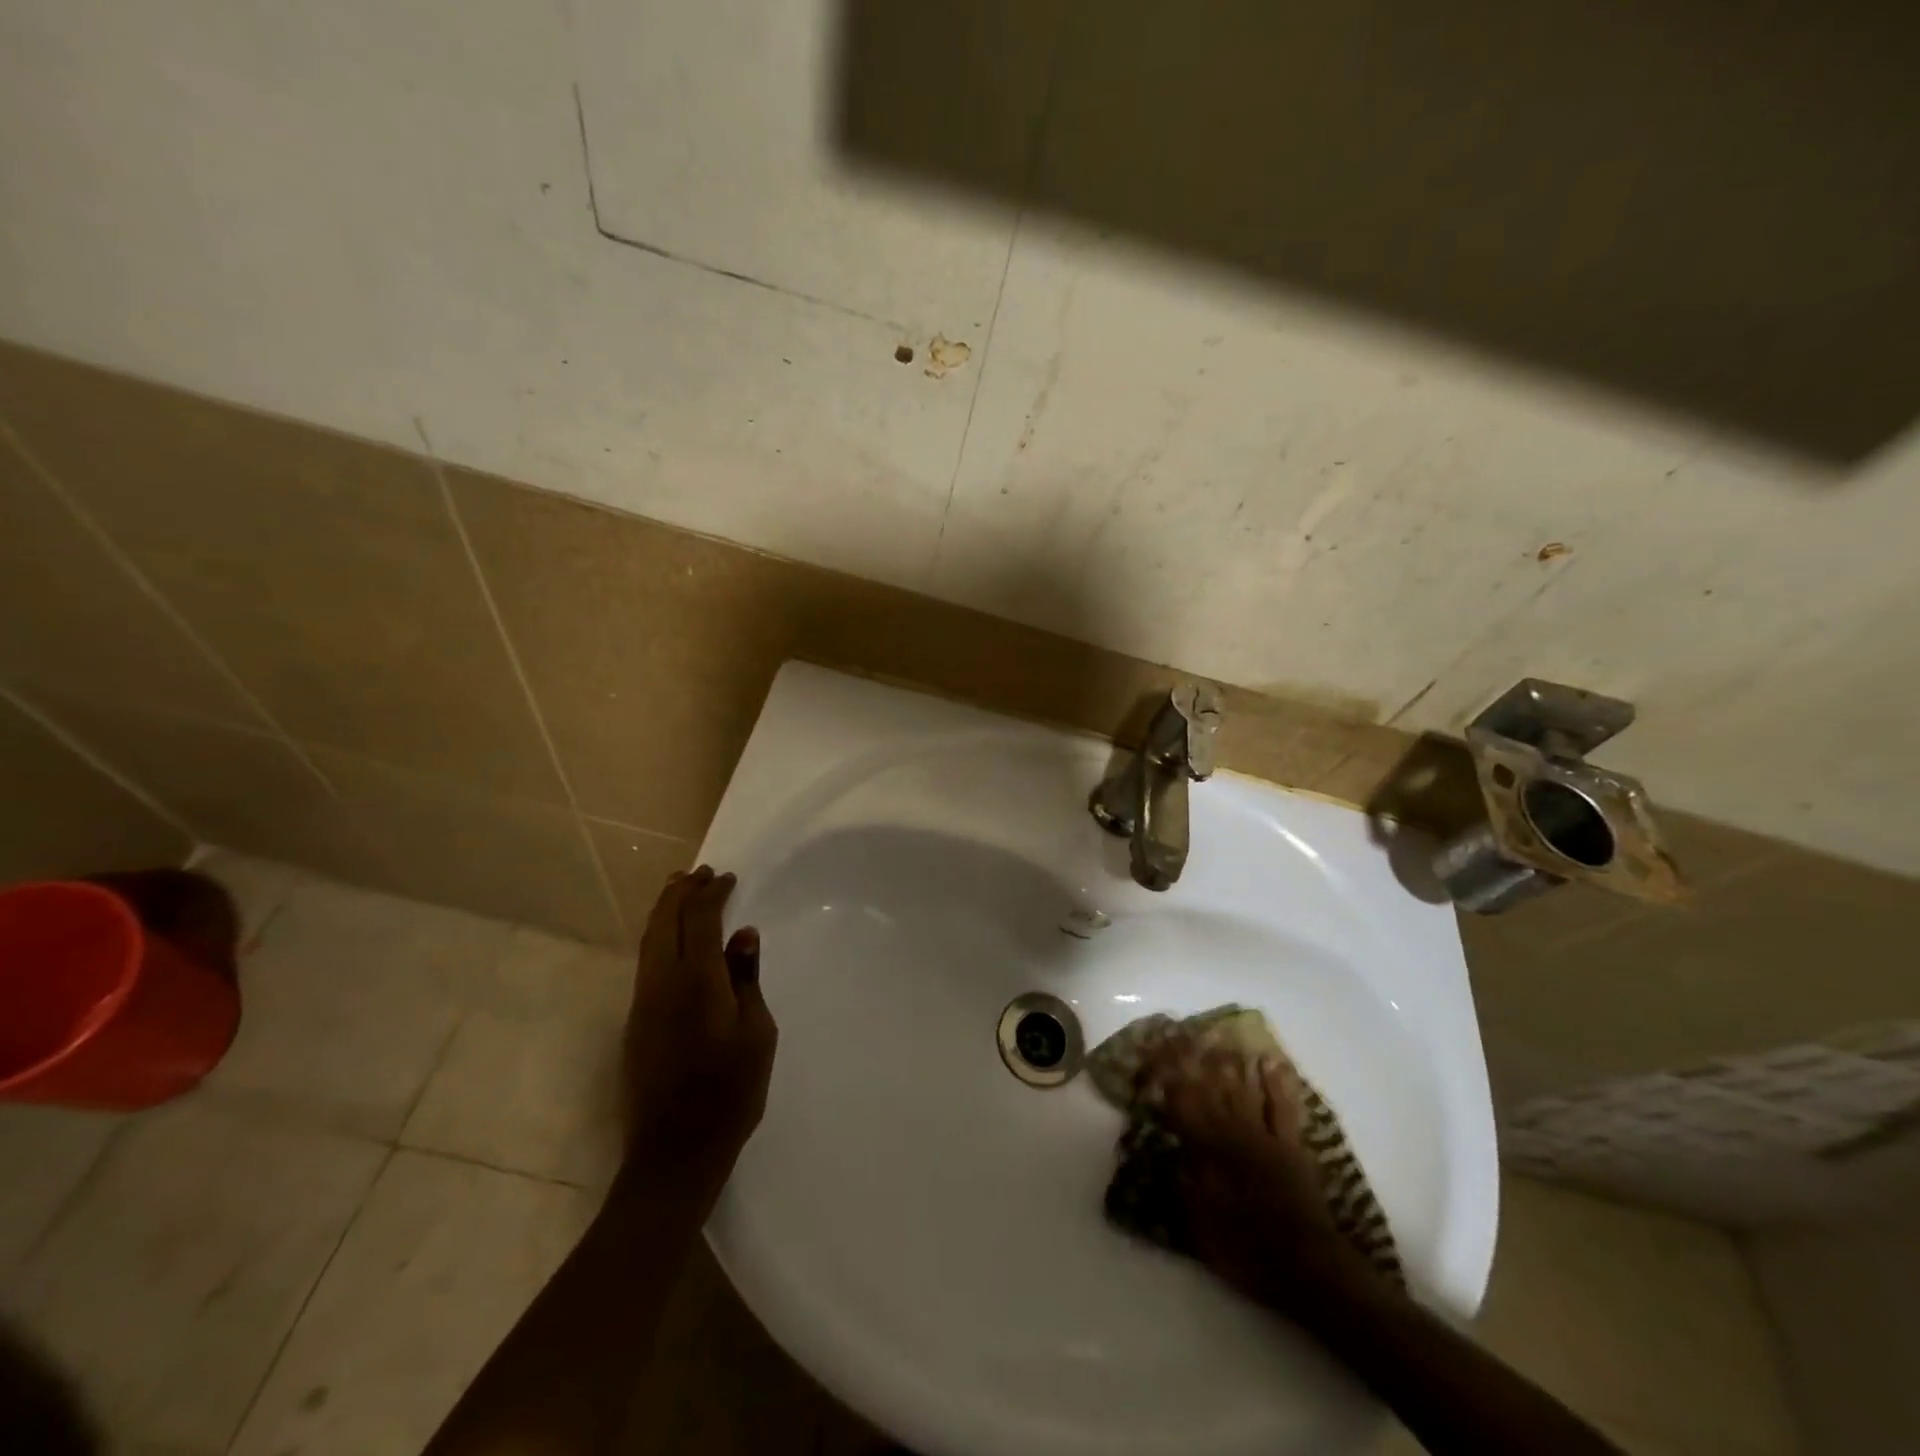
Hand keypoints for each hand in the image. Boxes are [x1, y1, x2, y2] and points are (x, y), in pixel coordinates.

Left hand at [622, 866, 777, 1201]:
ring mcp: (643, 1003)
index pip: (700, 919)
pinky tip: (670, 938)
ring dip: (664, 910)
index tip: (727, 878)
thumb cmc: (730, 1091)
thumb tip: (742, 934)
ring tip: (679, 889)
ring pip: (649, 941)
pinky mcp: (636, 1023)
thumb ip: (746, 979)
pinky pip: (645, 961)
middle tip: (699, 872)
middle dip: (681, 892)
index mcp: (696, 981)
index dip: (712, 893)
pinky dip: (658, 936)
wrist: (675, 1152)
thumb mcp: (756, 1033)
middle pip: (665, 922)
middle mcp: (662, 983)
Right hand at [1139, 1033, 1371, 1315]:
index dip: (1163, 1075)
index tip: (1150, 1052)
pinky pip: (1282, 1106)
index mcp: (1207, 1150)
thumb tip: (1170, 1145)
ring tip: (1215, 1035)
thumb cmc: (1245, 1249)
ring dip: (1228, 1060)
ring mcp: (1264, 1135)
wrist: (1306, 1268)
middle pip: (1207, 1087)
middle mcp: (1232, 1133)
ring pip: (1242, 1088)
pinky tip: (1269, 1061)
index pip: (1179, 1102)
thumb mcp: (1199, 1221)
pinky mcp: (1291, 1144)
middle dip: (1190, 1057)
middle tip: (1178, 1032)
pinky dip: (1276, 1082)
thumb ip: (1183, 1178)